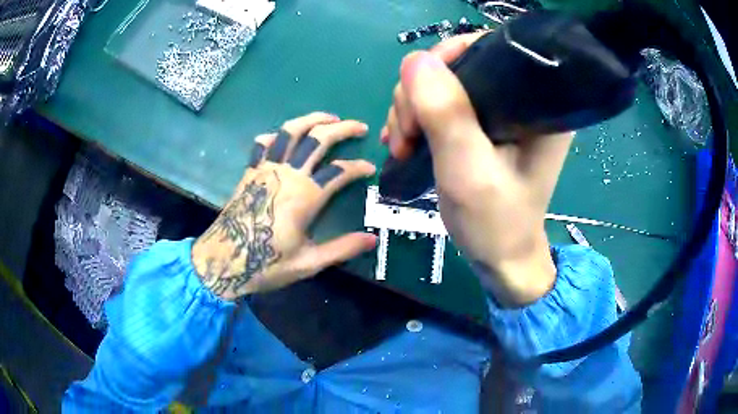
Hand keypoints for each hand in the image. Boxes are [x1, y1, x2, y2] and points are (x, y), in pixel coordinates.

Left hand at [192, 112, 376, 299]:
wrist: (224, 260)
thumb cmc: (267, 264)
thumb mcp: (309, 262)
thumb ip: (342, 249)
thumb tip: (373, 240)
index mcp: (305, 196)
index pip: (340, 171)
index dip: (358, 167)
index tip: (370, 168)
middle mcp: (287, 174)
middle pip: (318, 139)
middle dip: (342, 129)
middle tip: (359, 126)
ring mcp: (266, 169)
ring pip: (290, 132)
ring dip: (312, 119)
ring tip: (328, 118)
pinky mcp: (250, 171)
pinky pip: (263, 144)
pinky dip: (276, 135)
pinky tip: (284, 136)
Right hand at [382, 33, 573, 306]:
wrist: (499, 257)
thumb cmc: (495, 221)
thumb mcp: (468, 170)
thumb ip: (447, 114)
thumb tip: (415, 60)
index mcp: (538, 102)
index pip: (491, 49)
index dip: (449, 57)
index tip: (418, 90)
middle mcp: (522, 98)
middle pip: (461, 65)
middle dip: (421, 92)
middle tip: (406, 134)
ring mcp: (502, 112)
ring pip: (445, 84)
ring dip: (413, 108)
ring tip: (403, 145)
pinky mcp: (485, 125)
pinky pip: (443, 104)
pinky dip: (417, 117)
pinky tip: (404, 141)